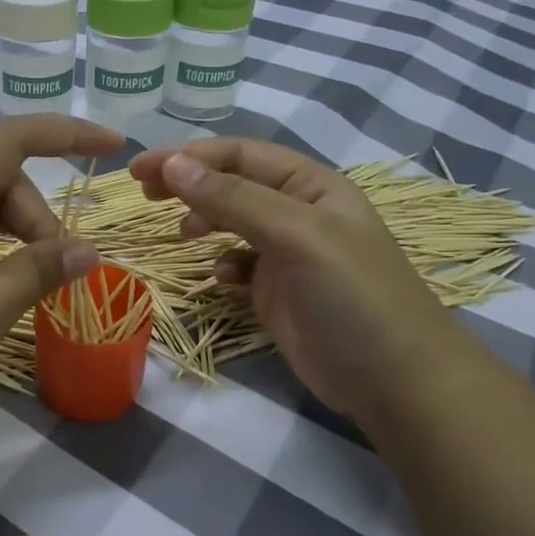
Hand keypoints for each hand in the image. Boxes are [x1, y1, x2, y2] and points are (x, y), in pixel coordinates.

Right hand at [129, 138, 460, 419]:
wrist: (395, 381)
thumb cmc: (351, 295)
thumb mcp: (295, 236)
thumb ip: (233, 199)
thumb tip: (173, 164)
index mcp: (310, 185)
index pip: (239, 154)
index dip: (188, 155)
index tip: (139, 170)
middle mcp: (298, 211)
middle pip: (230, 183)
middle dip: (188, 183)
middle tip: (143, 193)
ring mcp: (287, 253)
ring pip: (230, 222)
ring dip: (202, 220)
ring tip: (182, 235)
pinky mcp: (277, 291)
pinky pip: (237, 263)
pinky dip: (221, 264)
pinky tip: (220, 280)